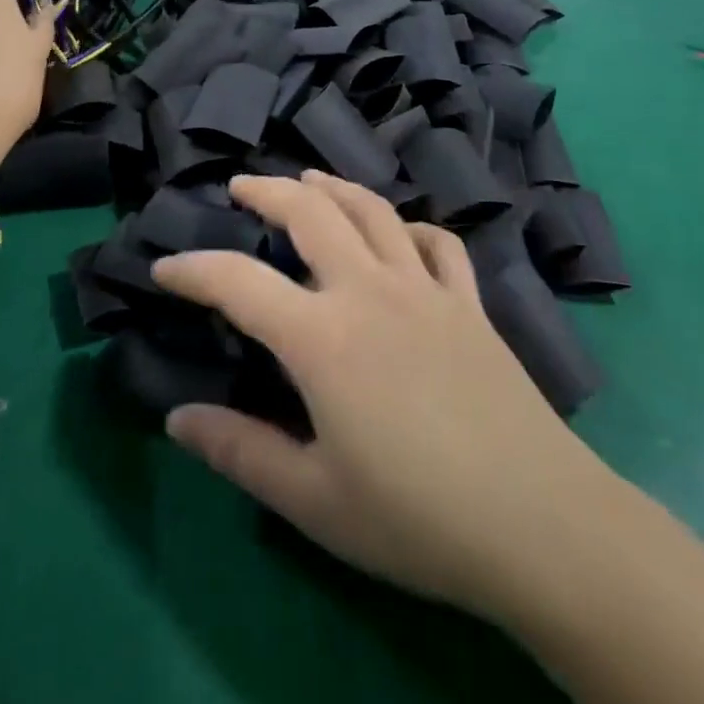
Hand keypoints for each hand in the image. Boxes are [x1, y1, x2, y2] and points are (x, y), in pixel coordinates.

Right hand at [151, 172, 617, 626]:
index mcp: (322, 336)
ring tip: (308, 179)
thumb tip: (176, 419)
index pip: (239, 283)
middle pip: (310, 212)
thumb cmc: (416, 518)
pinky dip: (411, 227)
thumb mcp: (314, 499)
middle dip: (267, 189)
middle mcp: (369, 290)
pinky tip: (401, 235)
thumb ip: (240, 452)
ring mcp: (425, 288)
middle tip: (240, 185)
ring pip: (372, 210)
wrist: (539, 524)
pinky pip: (438, 243)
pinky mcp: (469, 302)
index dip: (194, 270)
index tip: (164, 267)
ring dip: (333, 186)